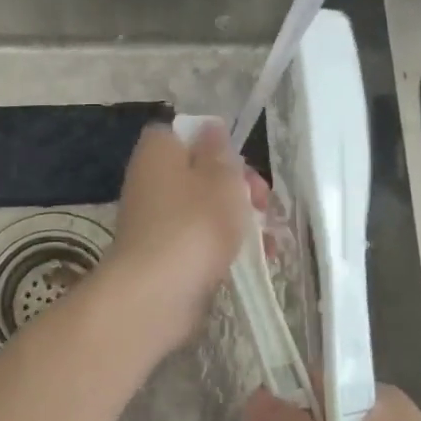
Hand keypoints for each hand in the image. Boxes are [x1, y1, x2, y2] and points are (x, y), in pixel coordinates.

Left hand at [100, 122, 263, 356]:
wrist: (156, 293)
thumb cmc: (194, 223)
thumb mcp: (220, 178)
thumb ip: (220, 151)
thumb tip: (211, 127)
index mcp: (158, 151)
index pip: (184, 133)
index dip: (215, 144)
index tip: (241, 162)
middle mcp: (150, 180)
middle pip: (200, 173)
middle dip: (238, 187)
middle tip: (262, 203)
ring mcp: (155, 220)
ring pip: (204, 209)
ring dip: (239, 219)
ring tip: (270, 238)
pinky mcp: (164, 255)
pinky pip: (200, 240)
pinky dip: (226, 246)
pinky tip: (258, 259)